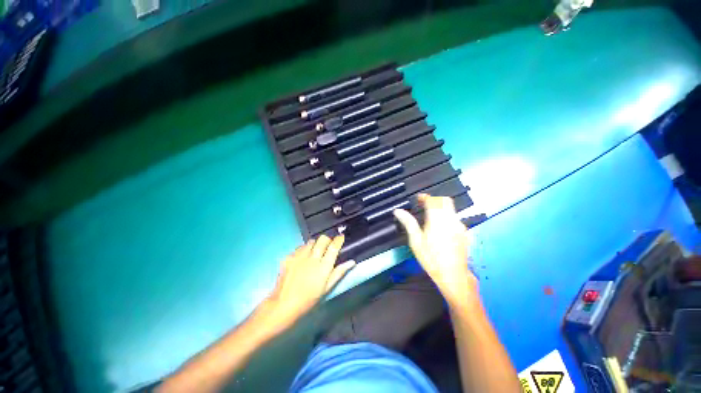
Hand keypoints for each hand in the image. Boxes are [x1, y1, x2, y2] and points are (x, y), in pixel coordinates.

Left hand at [263, 235, 355, 328]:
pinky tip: (303, 258)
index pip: (333, 247)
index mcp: (323, 267)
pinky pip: (300, 247)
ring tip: (315, 252)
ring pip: (311, 241)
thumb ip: (339, 272)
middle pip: (323, 239)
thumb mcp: (327, 288)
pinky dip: (304, 249)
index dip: (339, 240)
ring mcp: (299, 256)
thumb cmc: (309, 299)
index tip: (341, 237)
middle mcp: (312, 258)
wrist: (284, 304)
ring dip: (315, 244)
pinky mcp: (289, 257)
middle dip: (327, 239)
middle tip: (328, 245)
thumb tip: (351, 262)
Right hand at [393, 194, 478, 306]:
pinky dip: (448, 217)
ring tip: (431, 217)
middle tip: (424, 205)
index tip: (418, 199)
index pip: (433, 200)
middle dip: (434, 200)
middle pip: (445, 200)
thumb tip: (397, 211)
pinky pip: (456, 218)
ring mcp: (460, 226)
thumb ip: (408, 223)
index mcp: (437, 220)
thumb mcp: (416, 241)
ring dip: (441, 208)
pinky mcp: (465, 232)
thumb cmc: (431, 258)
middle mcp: (451, 219)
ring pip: (451, 209)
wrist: (453, 275)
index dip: (425, 197)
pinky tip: (442, 228)